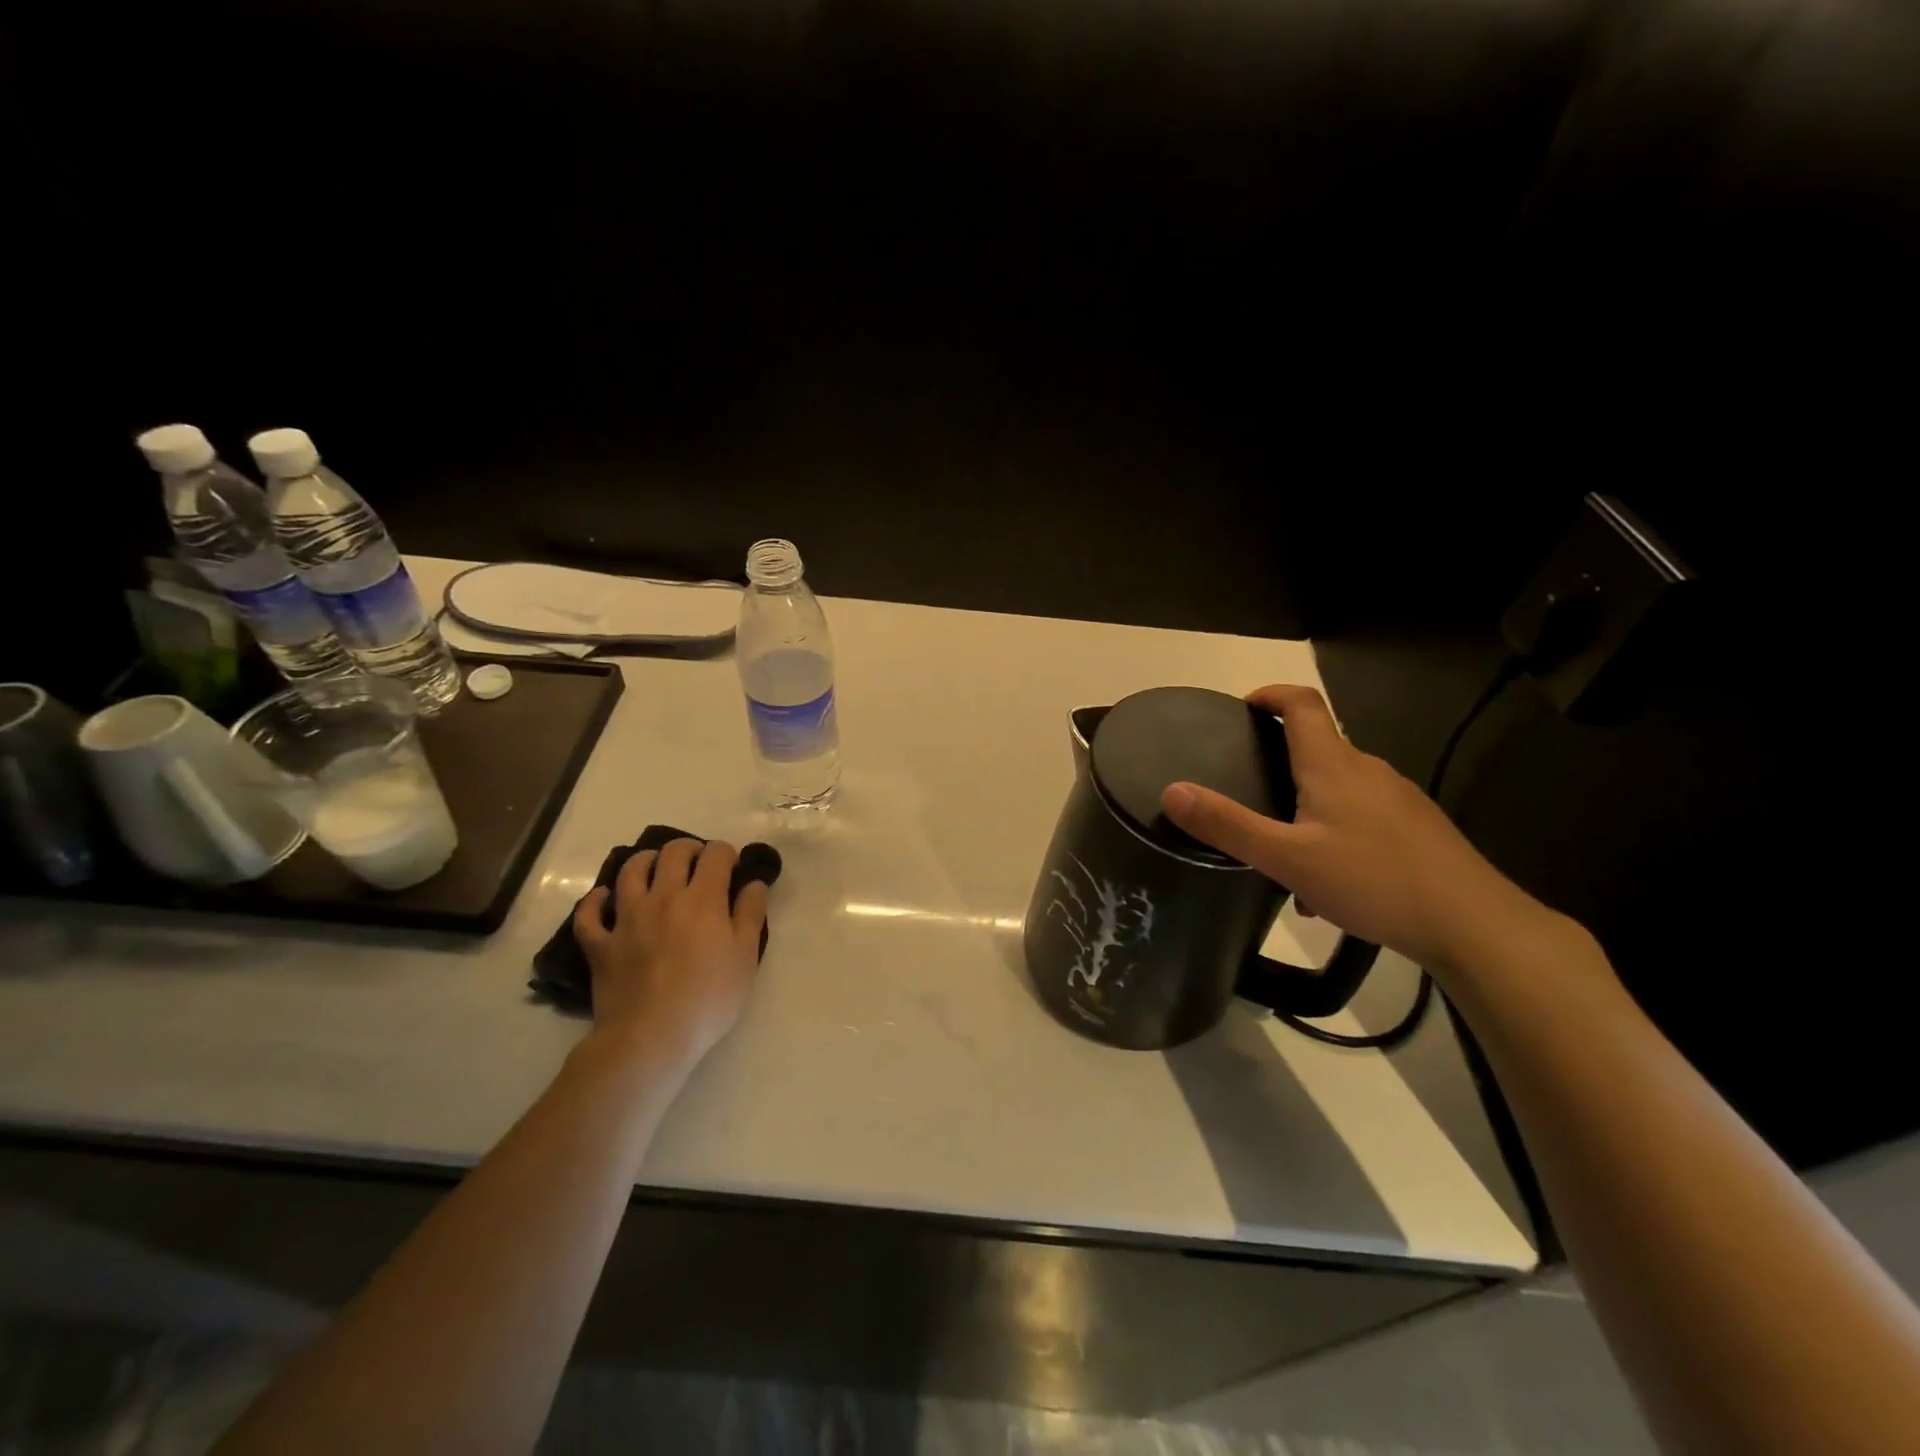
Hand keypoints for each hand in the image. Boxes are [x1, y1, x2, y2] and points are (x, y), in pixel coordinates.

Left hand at [572, 837, 770, 1076]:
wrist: (651, 1038)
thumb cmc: (709, 998)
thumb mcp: (746, 956)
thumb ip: (751, 914)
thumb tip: (752, 883)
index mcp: (702, 899)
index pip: (715, 854)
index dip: (727, 854)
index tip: (733, 869)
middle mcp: (663, 897)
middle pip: (672, 853)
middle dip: (689, 849)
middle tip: (699, 865)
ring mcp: (627, 919)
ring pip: (630, 871)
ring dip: (645, 861)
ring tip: (655, 869)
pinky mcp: (601, 944)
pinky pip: (589, 914)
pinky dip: (595, 901)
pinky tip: (604, 898)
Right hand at [1159, 684, 1549, 975]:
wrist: (1475, 925)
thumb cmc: (1374, 881)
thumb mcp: (1287, 858)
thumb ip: (1228, 825)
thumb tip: (1172, 790)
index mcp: (1334, 765)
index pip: (1303, 704)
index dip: (1271, 694)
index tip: (1243, 708)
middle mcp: (1368, 770)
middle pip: (1318, 746)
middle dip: (1280, 760)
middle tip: (1246, 792)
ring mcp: (1398, 799)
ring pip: (1339, 787)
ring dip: (1306, 805)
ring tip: (1282, 851)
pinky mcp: (1417, 829)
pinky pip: (1362, 815)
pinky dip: (1334, 831)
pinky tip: (1328, 883)